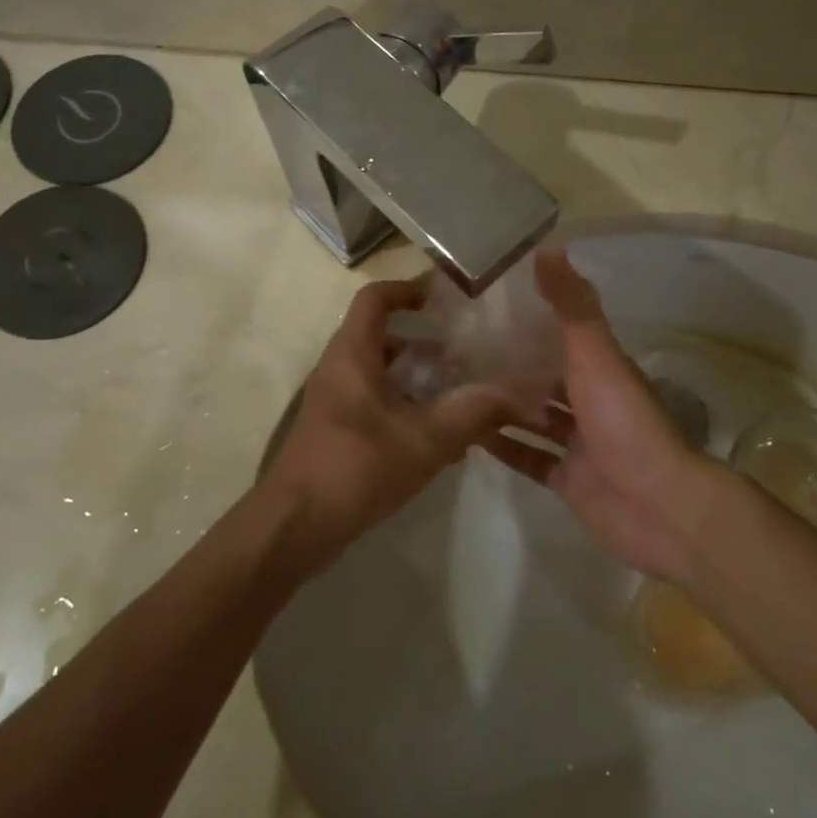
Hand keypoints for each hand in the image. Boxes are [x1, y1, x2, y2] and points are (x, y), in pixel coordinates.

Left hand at [260, 278, 512, 570]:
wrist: (294, 528)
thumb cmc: (356, 469)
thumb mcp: (425, 440)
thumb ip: (474, 413)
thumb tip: (522, 393)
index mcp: (352, 355)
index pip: (375, 298)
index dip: (409, 289)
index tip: (446, 299)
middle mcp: (339, 370)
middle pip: (383, 337)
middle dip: (426, 342)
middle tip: (468, 354)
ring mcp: (334, 403)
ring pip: (382, 374)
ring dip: (419, 379)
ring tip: (462, 395)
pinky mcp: (336, 432)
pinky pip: (376, 404)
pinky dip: (407, 407)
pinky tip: (439, 438)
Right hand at [480, 249, 730, 583]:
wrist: (658, 505)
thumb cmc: (625, 422)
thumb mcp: (597, 354)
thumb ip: (572, 306)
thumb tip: (548, 247)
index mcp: (601, 368)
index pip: (560, 335)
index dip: (527, 319)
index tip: (484, 305)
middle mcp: (592, 402)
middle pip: (545, 376)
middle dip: (508, 364)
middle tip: (455, 349)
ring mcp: (581, 445)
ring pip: (536, 418)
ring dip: (502, 406)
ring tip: (453, 388)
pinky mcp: (569, 481)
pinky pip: (531, 459)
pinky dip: (505, 447)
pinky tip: (469, 435)